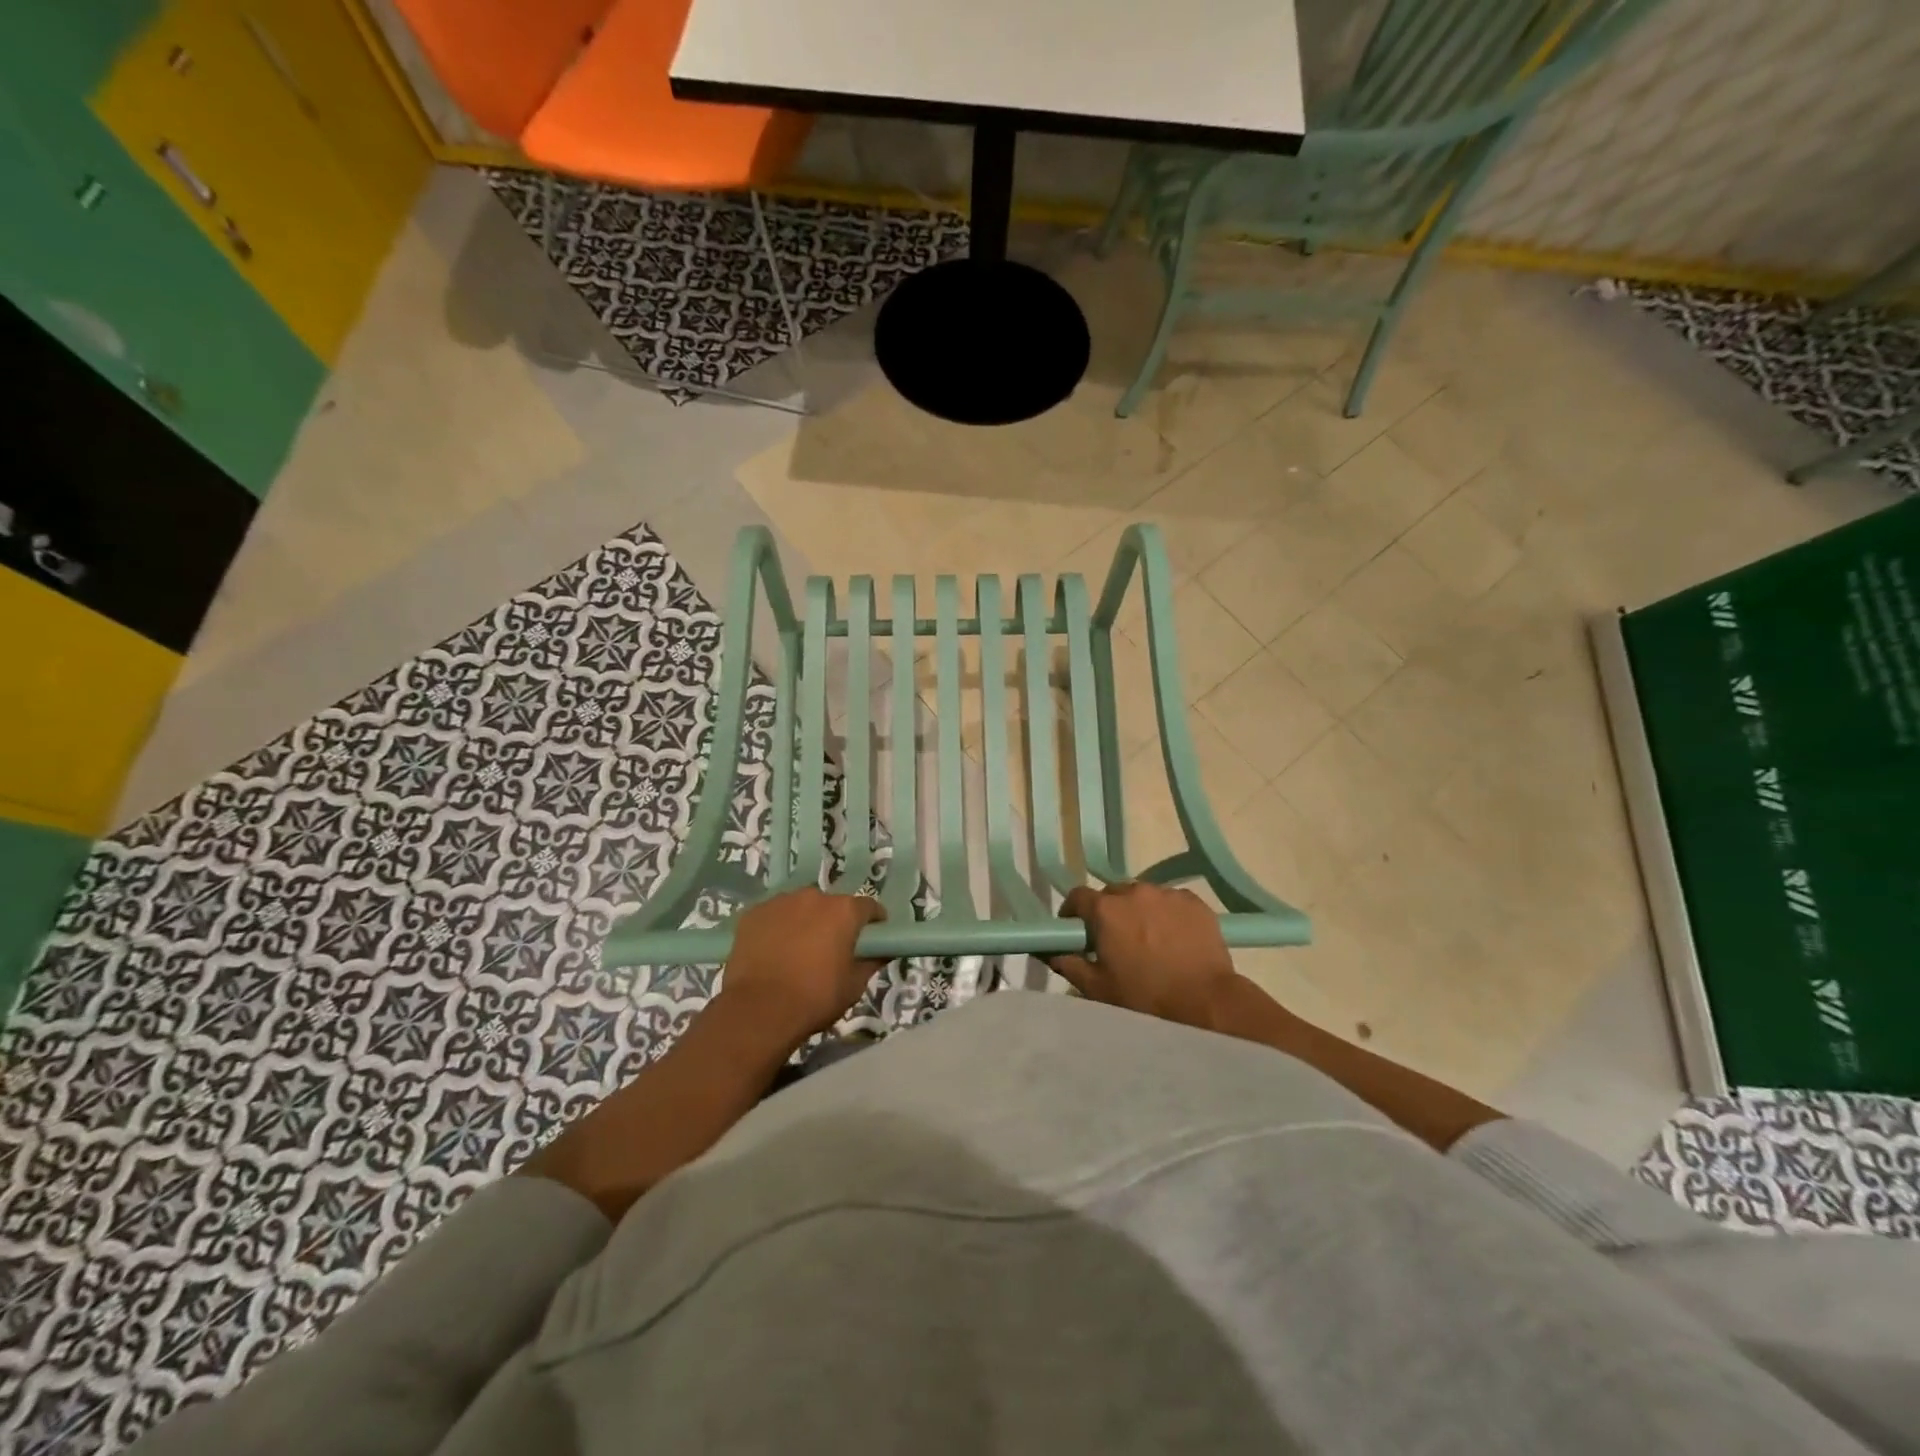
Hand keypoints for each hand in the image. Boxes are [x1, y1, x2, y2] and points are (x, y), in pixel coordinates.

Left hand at [717, 888, 887, 1044]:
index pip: (869, 907)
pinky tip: (773, 950)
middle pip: (832, 905)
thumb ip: (872, 962)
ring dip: (805, 921)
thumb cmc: (815, 997)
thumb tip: (882, 951)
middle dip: (835, 922)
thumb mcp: (854, 986)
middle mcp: (814, 896)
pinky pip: (774, 915)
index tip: (872, 939)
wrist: (759, 1010)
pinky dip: (777, 927)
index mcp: (844, 911)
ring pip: (801, 907)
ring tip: (798, 950)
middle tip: (831, 949)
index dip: (874, 923)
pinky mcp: (753, 913)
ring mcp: (780, 901)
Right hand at [1047, 881, 1236, 1028]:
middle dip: (1108, 912)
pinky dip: (1166, 914)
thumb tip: (1048, 951)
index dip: (1073, 913)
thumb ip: (1068, 963)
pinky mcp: (1193, 901)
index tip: (1076, 931)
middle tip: (1114, 940)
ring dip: (1138, 911)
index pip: (1077, 896)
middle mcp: (1134, 892)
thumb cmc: (1145, 997)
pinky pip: (1170, 901)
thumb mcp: (1097, 987)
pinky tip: (1173, 938)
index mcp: (1106, 909)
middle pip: (1112, 895)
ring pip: (1143, 896)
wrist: (1206, 1002)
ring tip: (1147, 939)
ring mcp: (1166, 894)